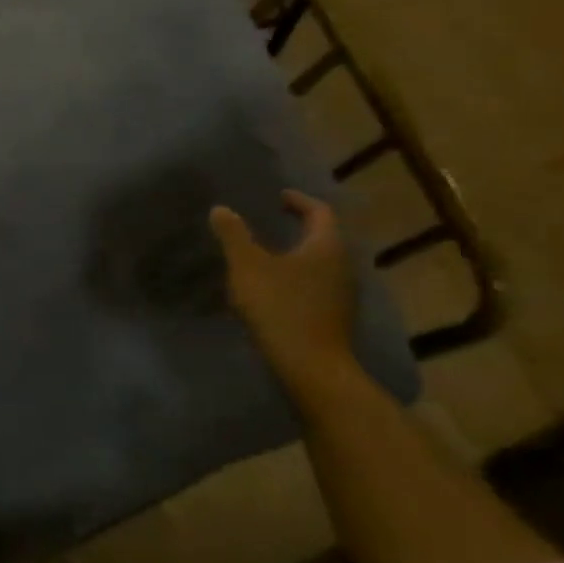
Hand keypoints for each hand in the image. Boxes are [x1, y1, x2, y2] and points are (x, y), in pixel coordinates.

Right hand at [210, 191, 356, 394]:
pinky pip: (316, 285)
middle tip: (271, 222)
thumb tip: (221, 209)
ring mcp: (342, 293)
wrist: (310, 365)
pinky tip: (274, 288)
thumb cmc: (280, 307)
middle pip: (324, 237)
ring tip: (268, 254)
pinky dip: (297, 277)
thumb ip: (234, 236)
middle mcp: (342, 265)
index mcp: (326, 246)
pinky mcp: (334, 315)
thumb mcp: (248, 267)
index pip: (319, 212)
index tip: (278, 197)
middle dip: (299, 227)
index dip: (299, 201)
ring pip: (320, 263)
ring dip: (297, 254)